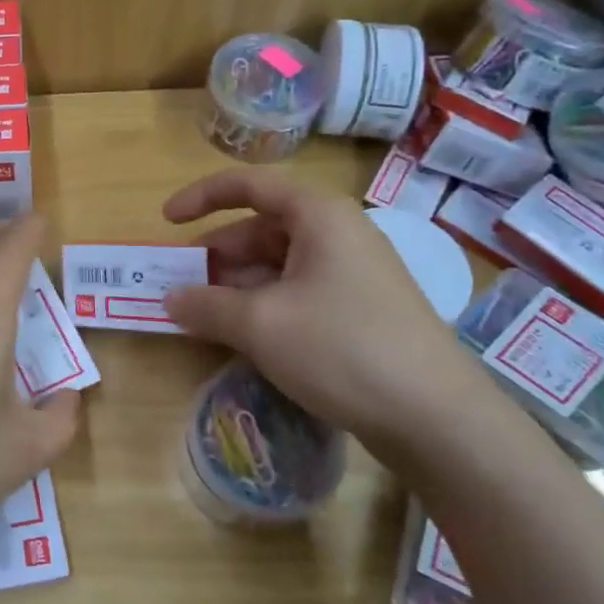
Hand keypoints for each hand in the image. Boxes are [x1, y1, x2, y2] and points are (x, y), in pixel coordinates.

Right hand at [162, 169, 497, 456]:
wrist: (437, 419)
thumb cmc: (341, 348)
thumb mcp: (260, 324)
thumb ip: (206, 305)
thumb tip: (170, 300)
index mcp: (318, 216)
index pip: (248, 185)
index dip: (200, 197)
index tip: (166, 223)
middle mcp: (338, 233)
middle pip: (261, 228)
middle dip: (217, 255)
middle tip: (181, 285)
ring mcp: (354, 273)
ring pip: (278, 264)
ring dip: (237, 285)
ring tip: (205, 317)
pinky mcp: (361, 310)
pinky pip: (299, 292)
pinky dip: (264, 305)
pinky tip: (246, 337)